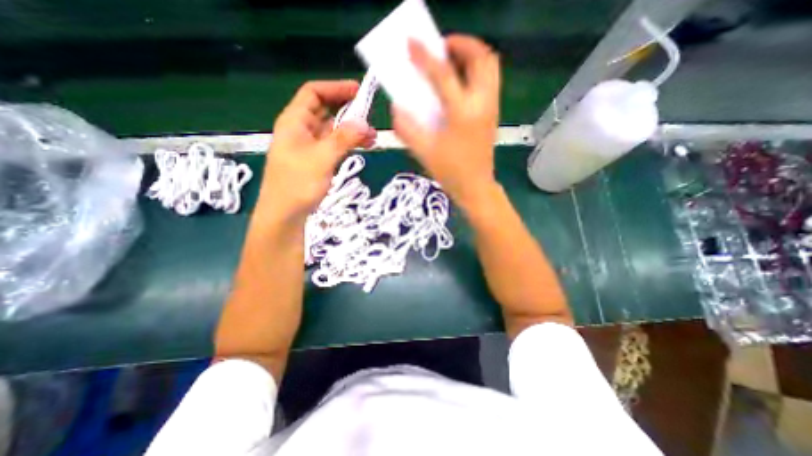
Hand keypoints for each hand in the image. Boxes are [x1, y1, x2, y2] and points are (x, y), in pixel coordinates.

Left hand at [259, 80, 374, 224]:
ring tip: (372, 137)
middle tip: (370, 117)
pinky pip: (335, 145)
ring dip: (351, 130)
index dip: (335, 88)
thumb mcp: (322, 158)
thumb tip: (365, 124)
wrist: (285, 215)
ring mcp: (310, 147)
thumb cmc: (297, 184)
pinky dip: (348, 144)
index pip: (314, 93)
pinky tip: (363, 147)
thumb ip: (343, 139)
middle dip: (348, 111)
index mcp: (294, 121)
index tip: (358, 91)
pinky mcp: (317, 161)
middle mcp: (301, 130)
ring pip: (333, 130)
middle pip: (325, 110)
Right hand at [393, 36, 501, 210]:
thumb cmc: (450, 172)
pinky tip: (459, 82)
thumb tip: (397, 108)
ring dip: (471, 55)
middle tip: (440, 48)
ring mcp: (491, 107)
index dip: (425, 56)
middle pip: (481, 56)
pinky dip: (476, 70)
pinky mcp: (493, 112)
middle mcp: (482, 103)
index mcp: (462, 113)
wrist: (475, 186)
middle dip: (461, 43)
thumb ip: (407, 128)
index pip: (443, 74)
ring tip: (450, 61)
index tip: (412, 43)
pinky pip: (489, 79)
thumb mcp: (423, 152)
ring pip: (490, 65)